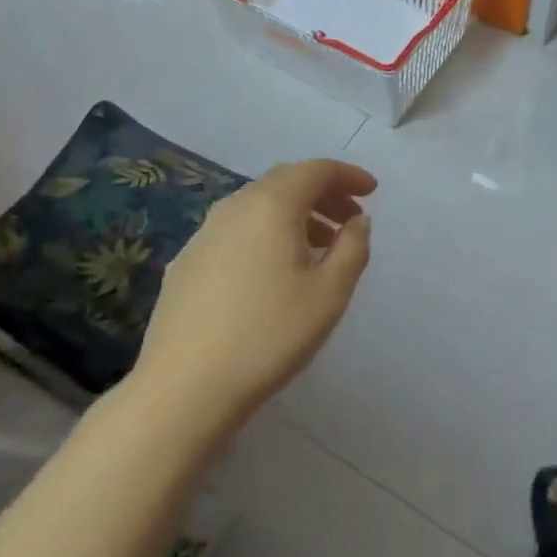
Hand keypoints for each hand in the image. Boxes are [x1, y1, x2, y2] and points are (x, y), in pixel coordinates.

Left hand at [135, 159, 373, 428]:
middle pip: (285, 183)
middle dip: (323, 194)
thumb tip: (356, 221)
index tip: (372, 191)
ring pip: (258, 206)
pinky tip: (273, 270)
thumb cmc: (269, 335)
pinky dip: (266, 234)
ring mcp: (204, 233)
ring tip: (319, 246)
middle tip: (350, 219)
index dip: (348, 175)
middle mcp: (235, 207)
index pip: (316, 170)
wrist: (184, 386)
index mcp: (272, 205)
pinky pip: (237, 230)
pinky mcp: (187, 261)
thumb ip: (352, 248)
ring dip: (294, 215)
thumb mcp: (329, 294)